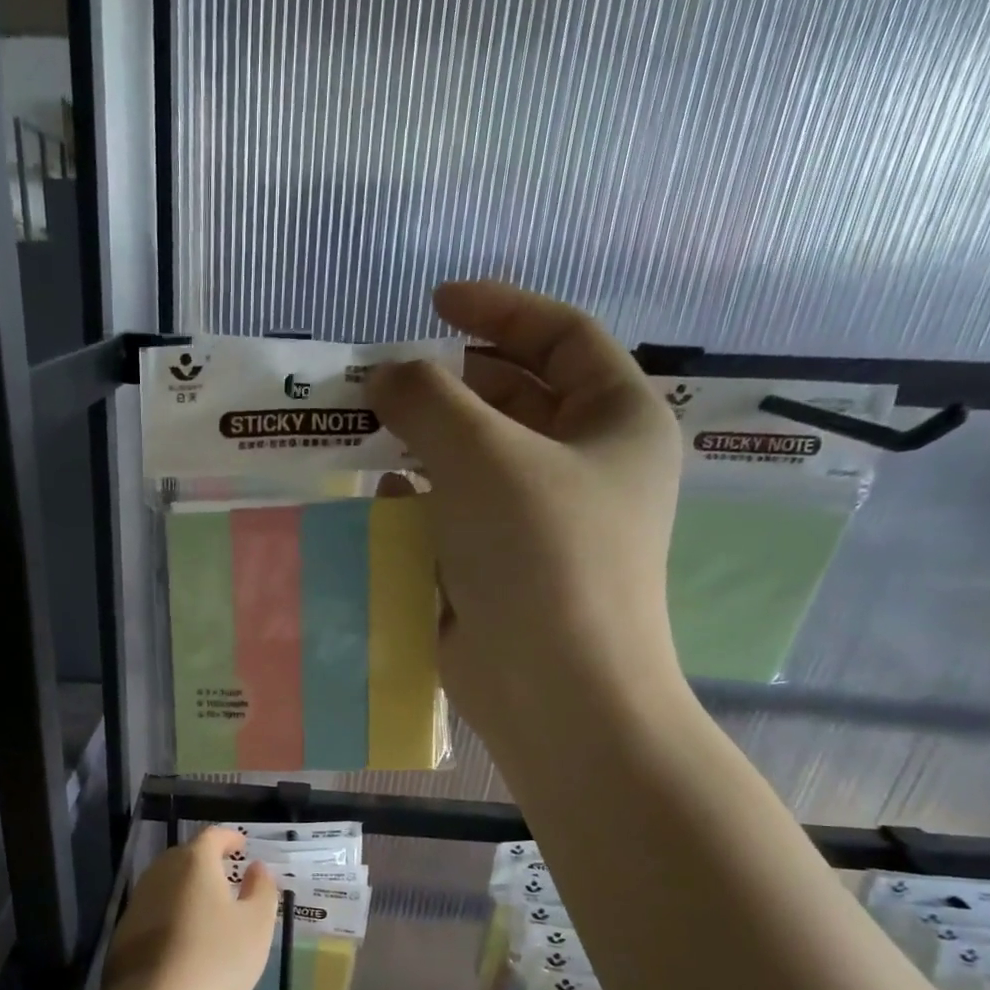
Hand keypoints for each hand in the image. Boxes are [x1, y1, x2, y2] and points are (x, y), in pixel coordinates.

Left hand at [103, 827, 279, 989]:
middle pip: (184, 856)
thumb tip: (257, 867)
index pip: (212, 836)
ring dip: (186, 887)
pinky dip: (170, 913)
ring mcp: (137, 902)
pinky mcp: (123, 933)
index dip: (229, 837)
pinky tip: (181, 937)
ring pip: (165, 883)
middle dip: (205, 861)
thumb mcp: (256, 925)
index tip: (241, 845)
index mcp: (194, 863)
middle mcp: (160, 873)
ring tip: (206, 906)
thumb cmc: (217, 960)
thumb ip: (262, 889)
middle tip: (225, 874)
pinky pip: (153, 910)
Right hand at [366, 281, 685, 760]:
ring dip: (429, 446)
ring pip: (479, 464)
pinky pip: (460, 517)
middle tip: (386, 381)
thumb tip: (387, 376)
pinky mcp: (504, 570)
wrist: (555, 687)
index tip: (434, 302)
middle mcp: (587, 467)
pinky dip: (423, 503)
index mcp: (616, 421)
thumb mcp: (484, 456)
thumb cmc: (540, 555)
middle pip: (516, 400)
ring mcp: (544, 524)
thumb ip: (429, 400)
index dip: (499, 311)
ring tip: (372, 433)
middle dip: (451, 384)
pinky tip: (383, 499)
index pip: (562, 338)